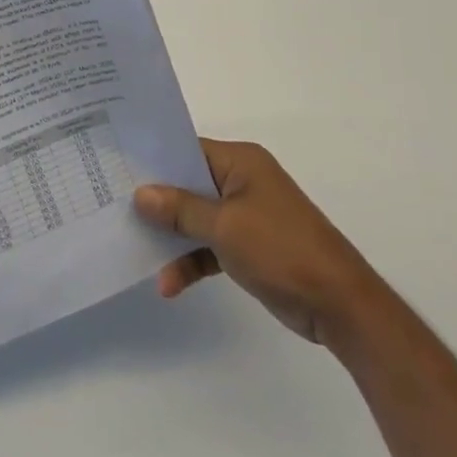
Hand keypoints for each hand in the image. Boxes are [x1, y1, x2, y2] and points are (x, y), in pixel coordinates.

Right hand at [134, 139, 376, 349]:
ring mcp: (246, 215)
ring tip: (137, 251)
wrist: (340, 306)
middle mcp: (242, 182)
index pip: (188, 150)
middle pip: (189, 184)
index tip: (118, 168)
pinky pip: (210, 245)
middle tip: (116, 207)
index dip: (155, 160)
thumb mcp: (225, 226)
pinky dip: (191, 260)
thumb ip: (180, 209)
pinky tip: (169, 284)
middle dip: (157, 201)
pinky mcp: (249, 248)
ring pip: (196, 218)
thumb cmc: (282, 249)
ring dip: (172, 238)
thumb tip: (140, 194)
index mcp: (241, 162)